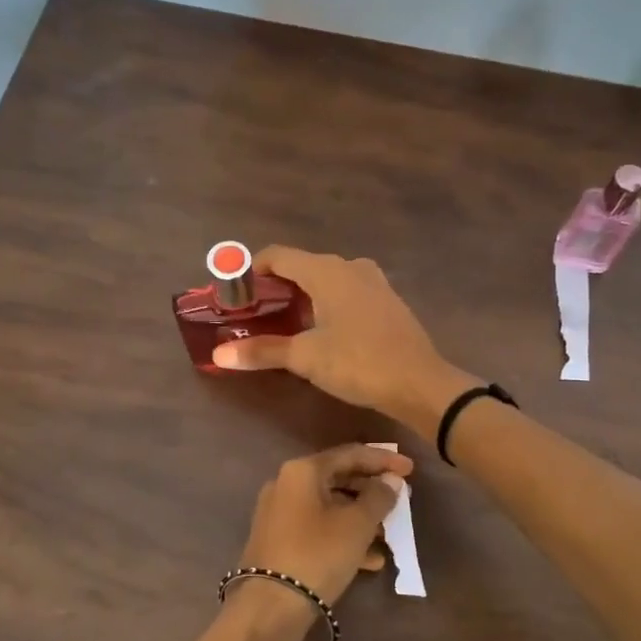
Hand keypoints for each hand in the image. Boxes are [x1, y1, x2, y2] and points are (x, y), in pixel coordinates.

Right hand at [212, 248, 477, 432]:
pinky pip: (347, 292)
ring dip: (302, 295)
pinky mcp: (387, 301)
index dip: (251, 271)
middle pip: (302, 266)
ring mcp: (373, 282)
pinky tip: (322, 330)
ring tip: (284, 324)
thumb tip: (220, 354)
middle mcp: (350, 267)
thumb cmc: (358, 363)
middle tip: (255, 315)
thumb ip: (262, 351)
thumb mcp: (306, 358)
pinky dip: (327, 302)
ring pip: (326, 279)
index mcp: (327, 271)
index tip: (235, 295)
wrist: (420, 383)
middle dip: (275, 287)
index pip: (278, 256)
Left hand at [236, 444, 412, 610]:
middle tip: (400, 499)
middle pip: (338, 478)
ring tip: (390, 533)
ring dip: (361, 517)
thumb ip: (378, 498)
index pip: (350, 454)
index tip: (411, 469)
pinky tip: (370, 560)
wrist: (269, 607)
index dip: (383, 460)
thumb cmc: (317, 555)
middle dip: (371, 490)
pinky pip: (318, 529)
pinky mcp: (279, 541)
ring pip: (329, 507)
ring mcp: (279, 514)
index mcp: (302, 471)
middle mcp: (286, 485)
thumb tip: (390, 481)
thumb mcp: (357, 525)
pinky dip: (343, 537)